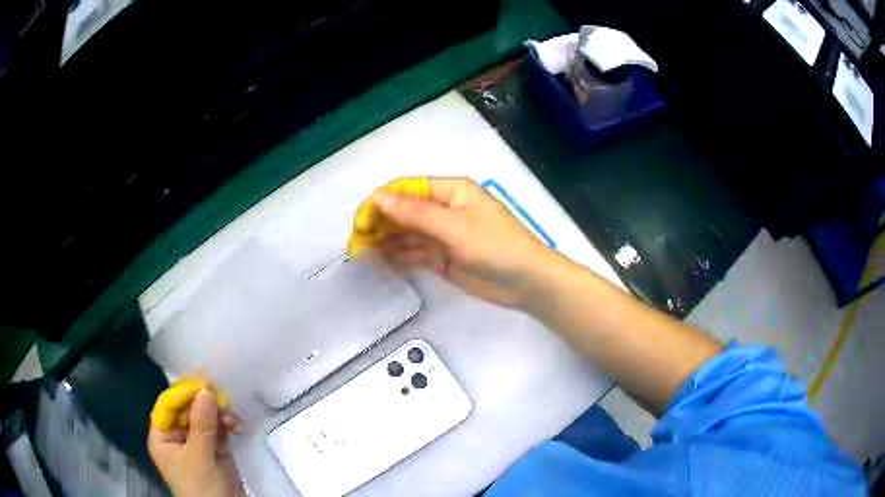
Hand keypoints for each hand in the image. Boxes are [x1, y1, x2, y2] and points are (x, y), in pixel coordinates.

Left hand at [148, 390, 244, 496]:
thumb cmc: (201, 487)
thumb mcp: (199, 457)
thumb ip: (202, 425)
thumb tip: (205, 390)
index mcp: (163, 437)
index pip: (168, 406)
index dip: (182, 393)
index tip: (201, 380)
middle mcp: (177, 437)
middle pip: (187, 410)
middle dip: (204, 402)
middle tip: (220, 391)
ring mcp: (197, 444)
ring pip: (205, 418)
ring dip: (218, 413)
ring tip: (231, 413)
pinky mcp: (215, 450)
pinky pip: (219, 430)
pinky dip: (227, 424)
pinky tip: (236, 422)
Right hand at [373, 177, 552, 307]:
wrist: (526, 282)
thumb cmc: (495, 246)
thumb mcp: (454, 227)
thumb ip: (414, 213)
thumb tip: (377, 196)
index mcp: (450, 190)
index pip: (407, 189)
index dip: (381, 202)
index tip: (360, 221)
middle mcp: (444, 209)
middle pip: (403, 211)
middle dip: (379, 223)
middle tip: (356, 242)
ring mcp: (442, 235)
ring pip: (406, 234)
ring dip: (384, 241)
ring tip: (361, 254)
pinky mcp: (443, 257)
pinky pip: (414, 253)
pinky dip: (397, 256)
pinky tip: (380, 261)